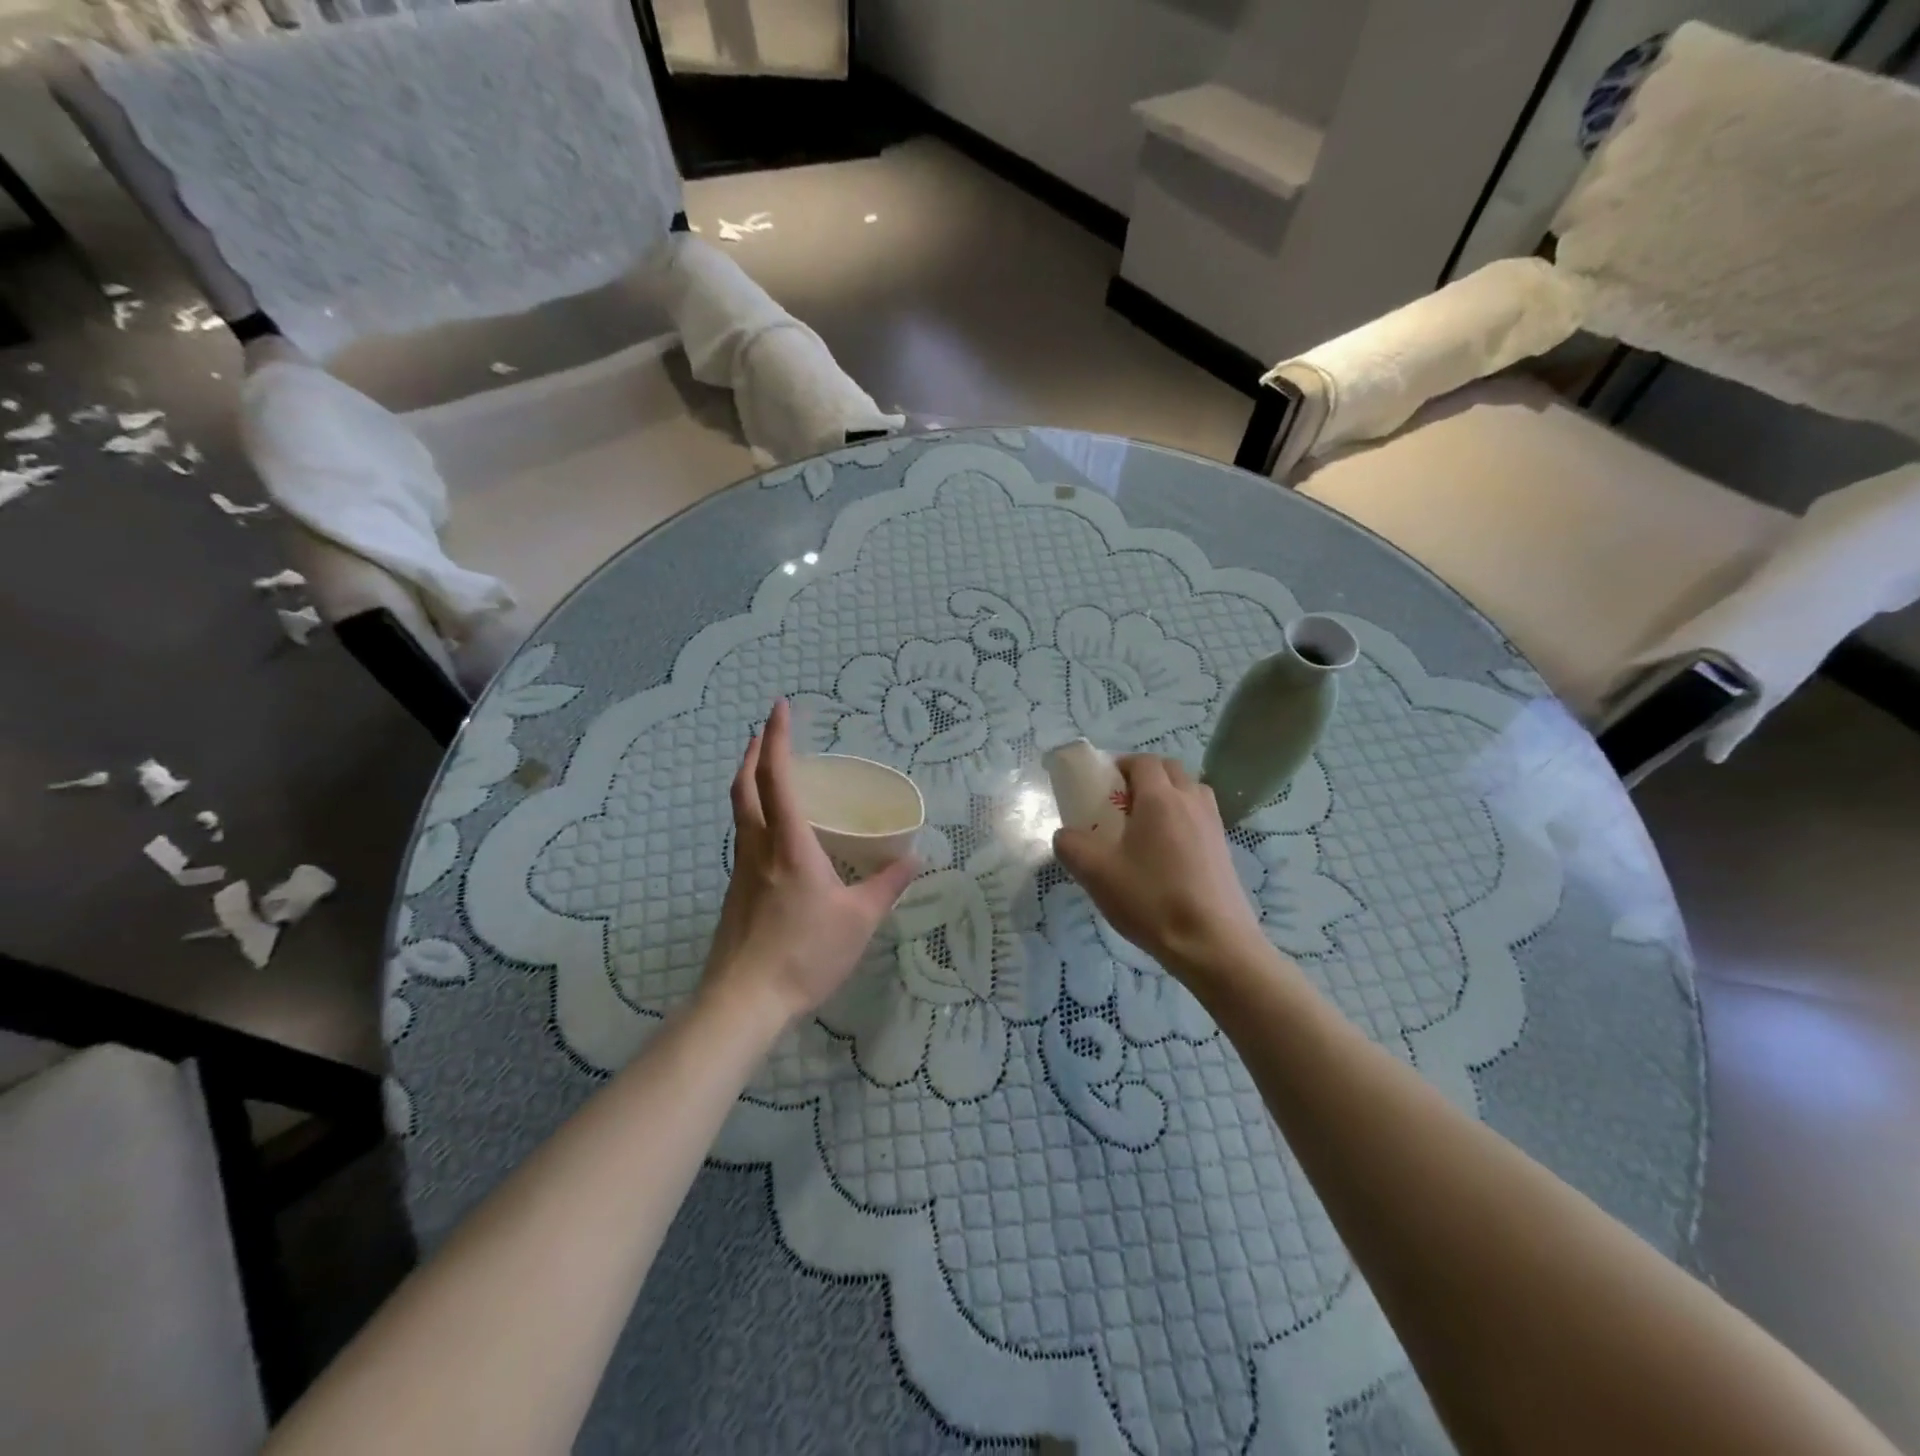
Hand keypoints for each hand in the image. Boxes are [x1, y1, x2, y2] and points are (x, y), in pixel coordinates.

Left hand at [701, 699, 918, 1032]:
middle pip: (744, 788)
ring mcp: (741, 871)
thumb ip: (887, 886)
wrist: (743, 1002)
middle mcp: (758, 848)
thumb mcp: (859, 920)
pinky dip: (755, 815)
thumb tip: (914, 859)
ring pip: (740, 812)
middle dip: (754, 752)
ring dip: (750, 782)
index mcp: (788, 845)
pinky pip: (745, 838)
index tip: (779, 707)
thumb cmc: (804, 954)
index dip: (777, 738)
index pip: (776, 778)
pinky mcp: (736, 894)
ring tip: (771, 774)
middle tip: (769, 731)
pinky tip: (777, 835)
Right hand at [1053, 755, 1267, 981]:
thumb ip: (1071, 845)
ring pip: (1190, 791)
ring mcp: (1213, 824)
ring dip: (1168, 794)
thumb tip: (1066, 835)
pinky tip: (1167, 853)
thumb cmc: (1151, 900)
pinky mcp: (1224, 849)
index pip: (1142, 761)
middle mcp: (1191, 801)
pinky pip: (1201, 816)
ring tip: (1145, 825)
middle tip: (1121, 803)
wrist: (1213, 944)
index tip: (1102, 784)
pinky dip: (1183, 818)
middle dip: (1144, 776)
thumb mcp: (1095, 874)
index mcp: (1160, 798)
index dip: (1120, 765)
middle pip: (1169, 769)